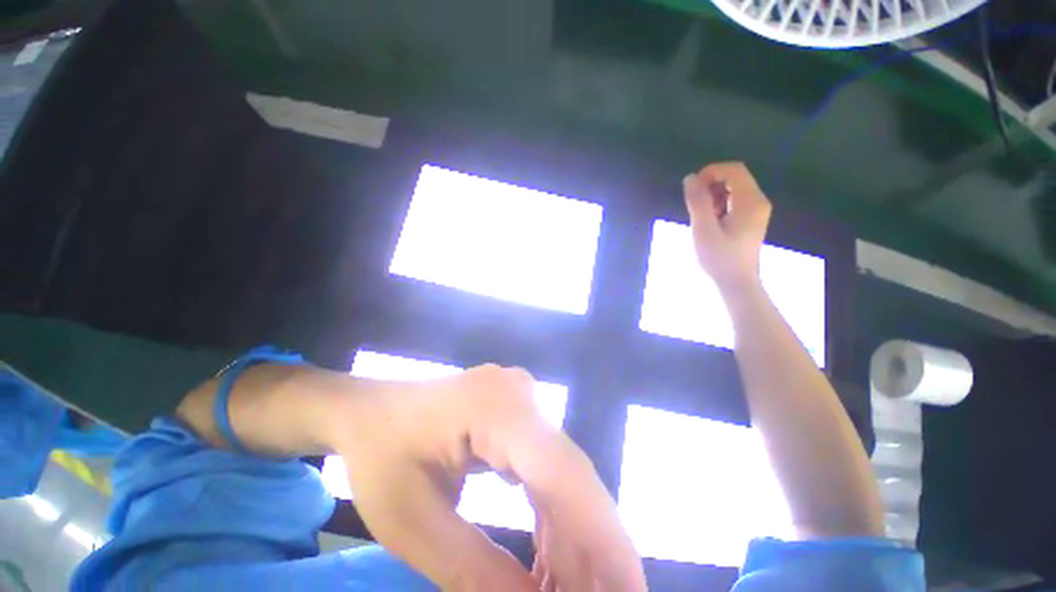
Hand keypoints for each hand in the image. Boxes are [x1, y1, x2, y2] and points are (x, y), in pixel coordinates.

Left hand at [332, 365, 645, 591]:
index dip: (604, 537)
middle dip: (593, 544)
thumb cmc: (379, 456)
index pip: (563, 474)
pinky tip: (551, 556)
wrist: (369, 409)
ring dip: (571, 534)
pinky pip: (546, 463)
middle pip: (571, 473)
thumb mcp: (413, 525)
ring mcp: (523, 399)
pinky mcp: (520, 411)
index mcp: (496, 408)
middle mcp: (523, 395)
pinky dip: (552, 512)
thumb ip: (475, 570)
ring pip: (563, 471)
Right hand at [683, 162, 771, 292]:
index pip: (734, 170)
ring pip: (734, 189)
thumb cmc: (719, 259)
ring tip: (701, 215)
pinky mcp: (751, 221)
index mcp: (750, 201)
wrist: (735, 284)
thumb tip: (690, 177)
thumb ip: (697, 202)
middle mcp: (758, 201)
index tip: (692, 188)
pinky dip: (719, 204)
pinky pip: (735, 201)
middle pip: (735, 178)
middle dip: (711, 184)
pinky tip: (709, 220)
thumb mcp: (703, 229)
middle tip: (694, 203)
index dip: (711, 172)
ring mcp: (756, 212)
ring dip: (714, 195)